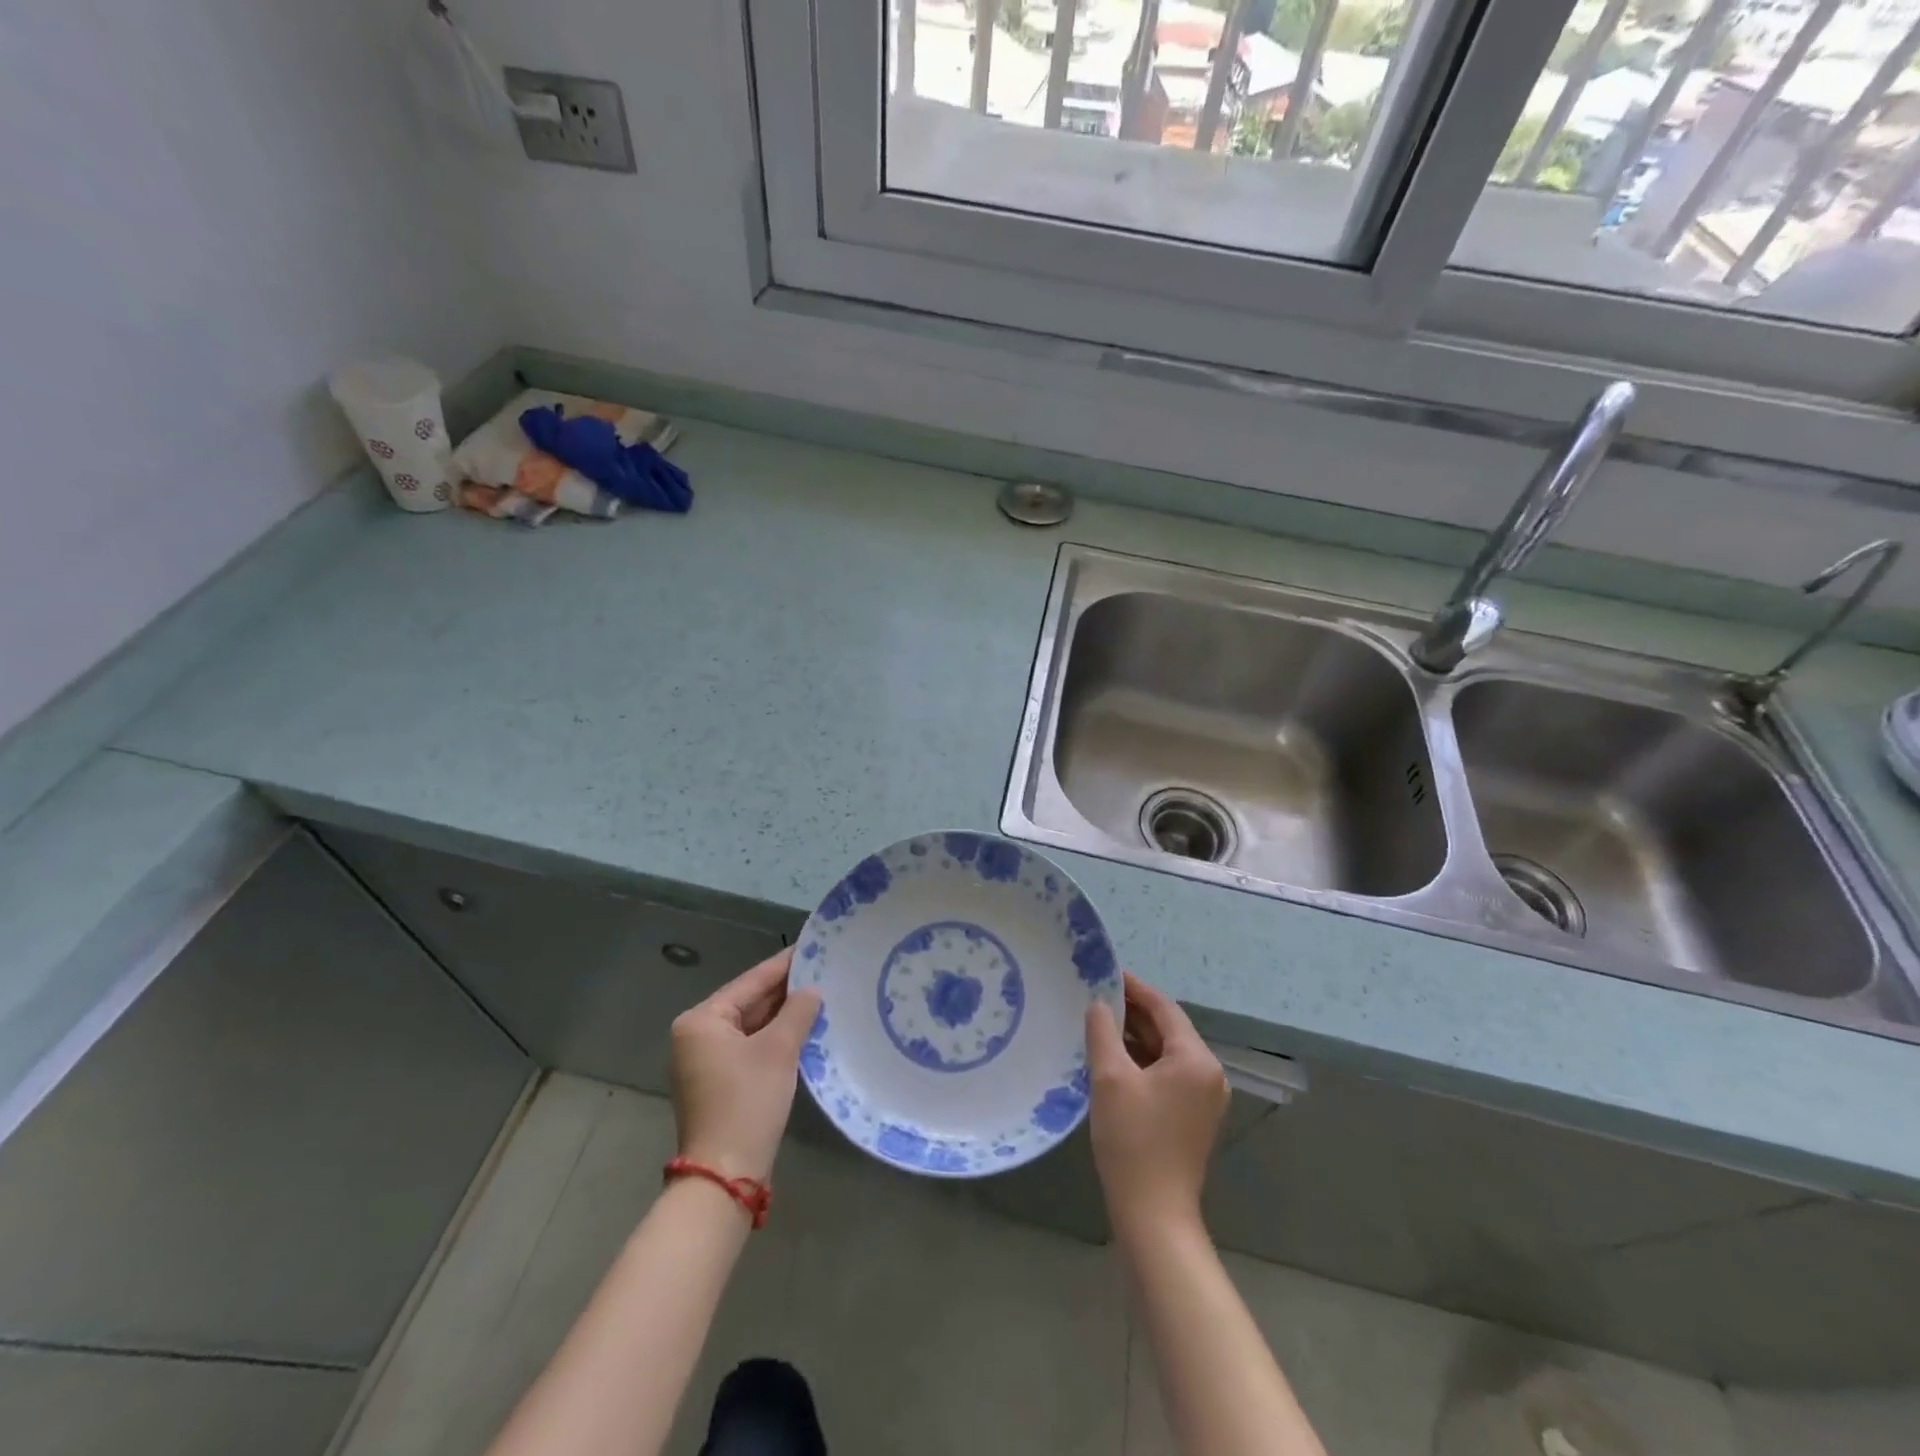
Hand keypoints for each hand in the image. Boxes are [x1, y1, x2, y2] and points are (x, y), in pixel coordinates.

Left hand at [670, 948, 821, 1183]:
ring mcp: (705, 1062)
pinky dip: (775, 1040)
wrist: (725, 1176)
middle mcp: (697, 1036)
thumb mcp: (778, 1050)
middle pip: (748, 1003)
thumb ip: (797, 1012)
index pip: (750, 982)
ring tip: (821, 996)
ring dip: (783, 1017)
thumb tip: (812, 990)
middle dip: (785, 992)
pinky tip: (804, 1030)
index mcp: (701, 1020)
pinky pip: (750, 1048)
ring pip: (751, 1027)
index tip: (812, 947)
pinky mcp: (718, 1084)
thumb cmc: (747, 1102)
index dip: (784, 965)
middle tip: (824, 971)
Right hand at [1085, 973, 1229, 1243]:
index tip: (1106, 974)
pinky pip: (1168, 1075)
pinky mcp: (1193, 1117)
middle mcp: (1209, 1074)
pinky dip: (1143, 1062)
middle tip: (1096, 997)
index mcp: (1196, 1059)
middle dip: (1133, 1013)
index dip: (1134, 988)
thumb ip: (1103, 1032)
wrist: (1154, 1215)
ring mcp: (1204, 1099)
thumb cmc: (1133, 1140)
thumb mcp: (1110, 1078)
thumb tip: (1099, 1004)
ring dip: (1136, 1038)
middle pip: (1168, 1029)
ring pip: (1167, 1053)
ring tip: (1099, 1024)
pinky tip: (1113, 1059)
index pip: (1164, 1008)